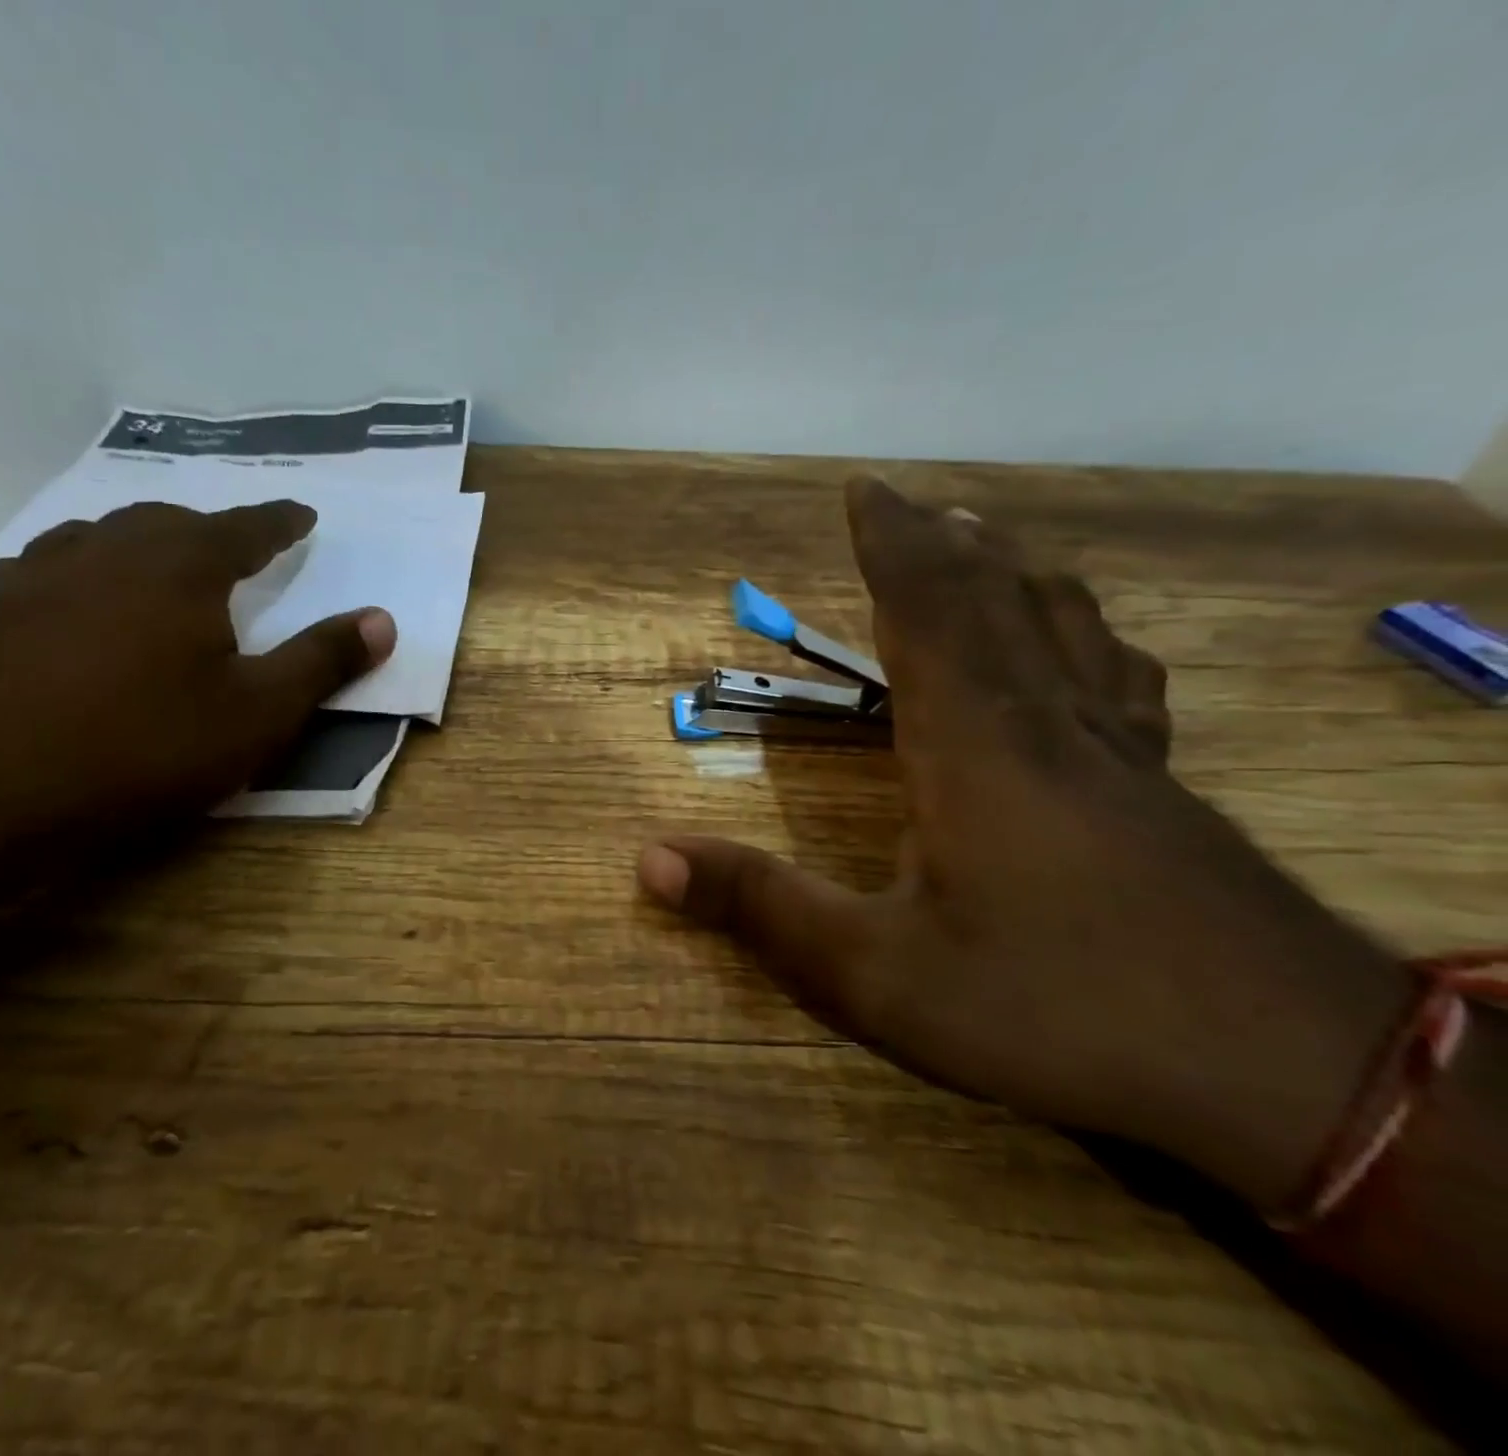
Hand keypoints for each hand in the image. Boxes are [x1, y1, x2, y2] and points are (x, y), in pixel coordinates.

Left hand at [0, 499, 394, 841]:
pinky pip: (46, 574)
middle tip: (234, 546)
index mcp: (180, 566)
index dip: (281, 522)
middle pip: (168, 522)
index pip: (246, 528)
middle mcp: (105, 551)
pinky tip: (72, 608)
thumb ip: (322, 661)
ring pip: (98, 539)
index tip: (303, 514)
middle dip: (210, 530)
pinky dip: (80, 578)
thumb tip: (384, 619)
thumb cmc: (137, 746)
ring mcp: (32, 578)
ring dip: (139, 545)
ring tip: (156, 565)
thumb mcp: (255, 714)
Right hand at [640, 478, 1408, 1209]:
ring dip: (1015, 574)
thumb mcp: (877, 976)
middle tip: (911, 503)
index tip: (863, 490)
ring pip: (1067, 628)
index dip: (890, 544)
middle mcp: (1049, 725)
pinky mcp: (1165, 791)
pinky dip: (1088, 636)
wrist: (1292, 1075)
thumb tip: (649, 858)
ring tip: (986, 542)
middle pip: (997, 601)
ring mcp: (1121, 754)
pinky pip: (1121, 680)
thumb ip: (761, 909)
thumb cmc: (1058, 1011)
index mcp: (976, 746)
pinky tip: (1091, 647)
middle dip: (944, 544)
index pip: (928, 610)